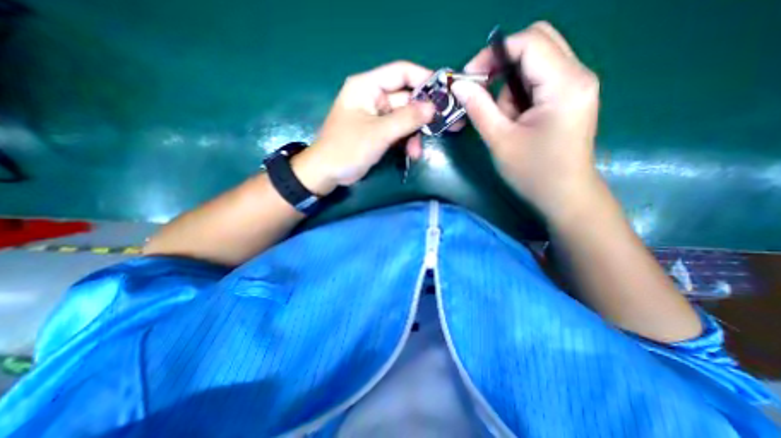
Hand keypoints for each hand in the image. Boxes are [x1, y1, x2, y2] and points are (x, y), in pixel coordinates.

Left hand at [293, 62, 437, 196]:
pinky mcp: (379, 132)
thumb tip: (433, 107)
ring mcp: (377, 116)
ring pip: (405, 118)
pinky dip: (407, 142)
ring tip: (418, 151)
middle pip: (406, 98)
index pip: (401, 72)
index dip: (424, 79)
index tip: (446, 92)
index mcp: (367, 87)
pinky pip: (399, 131)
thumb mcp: (379, 133)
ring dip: (415, 134)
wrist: (328, 172)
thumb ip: (407, 119)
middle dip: (424, 114)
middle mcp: (373, 97)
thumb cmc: (347, 148)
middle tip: (448, 124)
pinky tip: (412, 154)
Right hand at [451, 22, 599, 221]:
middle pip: (536, 43)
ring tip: (506, 120)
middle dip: (502, 64)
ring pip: (535, 63)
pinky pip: (539, 80)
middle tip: (482, 91)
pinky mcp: (570, 97)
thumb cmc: (532, 173)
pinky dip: (520, 94)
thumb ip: (479, 108)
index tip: (469, 78)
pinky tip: (516, 120)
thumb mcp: (500, 140)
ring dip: (510, 86)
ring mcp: (577, 85)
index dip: (493, 53)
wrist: (563, 195)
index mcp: (564, 84)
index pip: (529, 42)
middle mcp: (578, 75)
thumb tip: (459, 85)